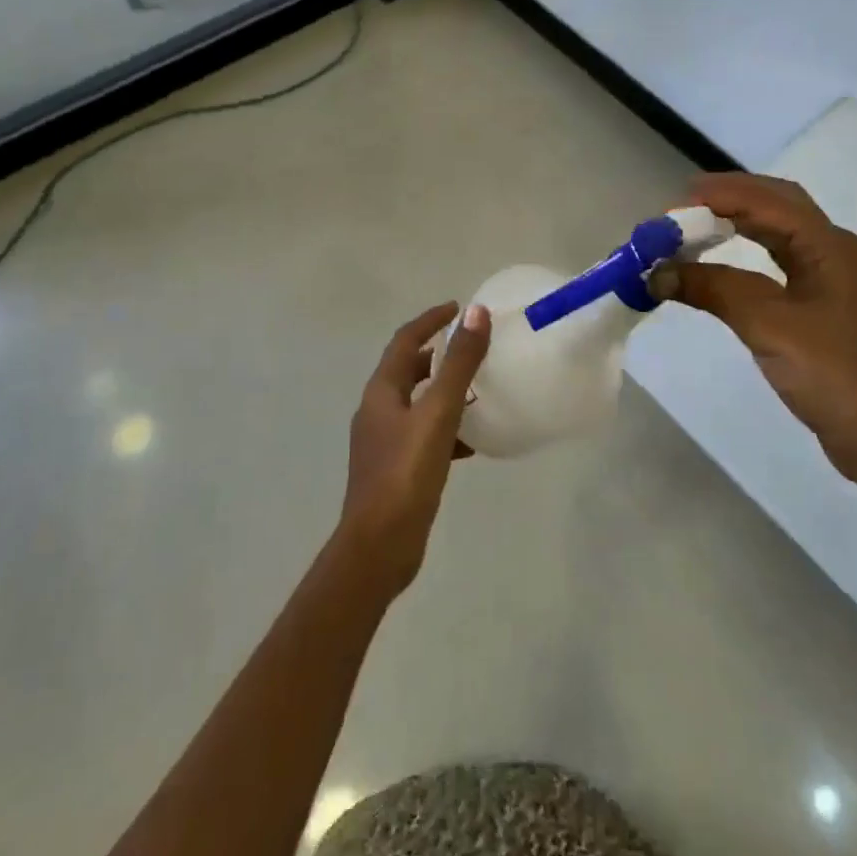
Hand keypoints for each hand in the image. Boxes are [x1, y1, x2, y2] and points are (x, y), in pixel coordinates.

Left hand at [333, 302, 490, 598]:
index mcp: (381, 392)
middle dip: (437, 356)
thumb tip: (476, 313)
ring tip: (479, 391)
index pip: (405, 340)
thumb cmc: (406, 473)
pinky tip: (472, 444)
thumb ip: (459, 364)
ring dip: (444, 392)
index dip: (430, 320)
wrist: (378, 548)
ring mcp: (383, 443)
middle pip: (407, 371)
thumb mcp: (438, 413)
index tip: (458, 307)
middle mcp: (377, 411)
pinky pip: (424, 436)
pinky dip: (446, 429)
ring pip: (417, 404)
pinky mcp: (395, 471)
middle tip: (470, 348)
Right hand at [654, 173, 856, 487]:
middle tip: (681, 209)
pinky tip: (721, 258)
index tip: (672, 208)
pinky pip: (776, 257)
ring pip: (776, 229)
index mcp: (829, 245)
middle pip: (775, 204)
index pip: (767, 200)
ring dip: (735, 221)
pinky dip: (743, 249)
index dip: (718, 195)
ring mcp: (828, 275)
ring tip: (693, 227)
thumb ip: (713, 289)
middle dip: (727, 198)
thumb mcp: (768, 326)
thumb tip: (657, 272)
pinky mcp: (819, 301)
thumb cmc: (831, 374)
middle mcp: (831, 249)